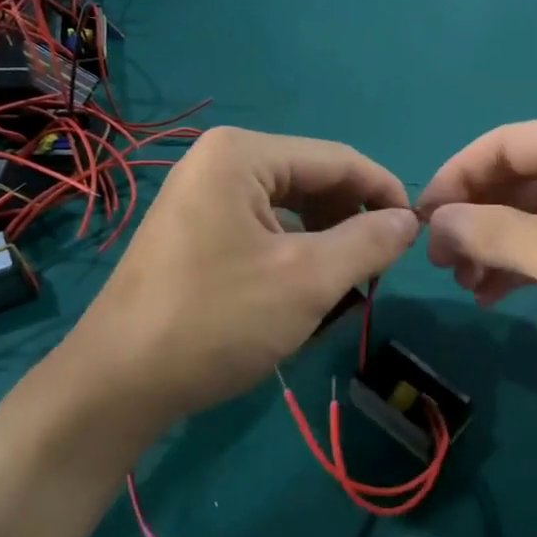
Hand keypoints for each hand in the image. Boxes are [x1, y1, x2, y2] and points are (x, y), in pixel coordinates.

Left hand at [24, 127, 418, 445]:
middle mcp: (218, 160)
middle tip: (378, 267)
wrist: (117, 383)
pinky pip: (260, 226)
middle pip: (312, 179)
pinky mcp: (192, 228)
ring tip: (343, 282)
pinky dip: (291, 251)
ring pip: (288, 206)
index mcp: (242, 154)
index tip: (419, 234)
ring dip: (324, 238)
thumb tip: (409, 221)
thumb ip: (368, 242)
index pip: (338, 160)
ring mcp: (199, 194)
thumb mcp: (308, 280)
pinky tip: (300, 287)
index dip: (385, 193)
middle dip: (351, 219)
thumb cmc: (217, 322)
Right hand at [417, 108, 536, 392]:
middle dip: (473, 220)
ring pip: (526, 215)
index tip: (420, 220)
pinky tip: (490, 294)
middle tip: (439, 262)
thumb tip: (432, 223)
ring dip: (491, 247)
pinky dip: (517, 265)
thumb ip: (495, 234)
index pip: (506, 144)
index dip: (457, 178)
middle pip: (514, 180)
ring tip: (462, 284)